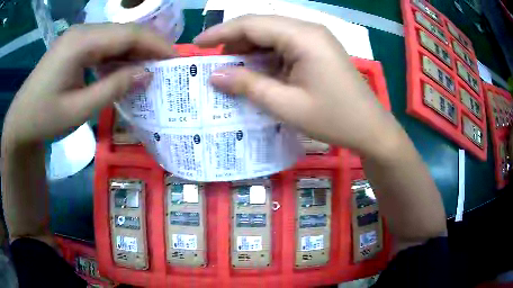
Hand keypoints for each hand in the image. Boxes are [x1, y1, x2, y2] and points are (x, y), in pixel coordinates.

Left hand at [1, 23, 173, 150]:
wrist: (21, 121)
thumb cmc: (44, 118)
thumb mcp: (79, 110)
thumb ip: (113, 88)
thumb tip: (147, 74)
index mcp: (81, 42)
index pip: (128, 34)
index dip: (156, 44)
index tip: (176, 59)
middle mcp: (82, 32)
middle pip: (124, 32)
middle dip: (149, 46)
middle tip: (167, 66)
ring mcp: (78, 37)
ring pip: (115, 37)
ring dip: (134, 51)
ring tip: (151, 68)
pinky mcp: (75, 46)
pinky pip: (103, 45)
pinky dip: (118, 55)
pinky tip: (124, 69)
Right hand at [194, 15, 402, 158]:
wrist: (370, 128)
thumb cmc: (333, 119)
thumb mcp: (286, 106)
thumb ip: (248, 86)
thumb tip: (214, 76)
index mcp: (302, 36)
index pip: (251, 24)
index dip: (220, 33)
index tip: (197, 45)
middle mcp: (308, 29)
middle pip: (261, 25)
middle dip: (234, 41)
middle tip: (214, 63)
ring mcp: (315, 38)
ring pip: (272, 35)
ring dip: (249, 49)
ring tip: (232, 69)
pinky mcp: (318, 49)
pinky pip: (284, 45)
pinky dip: (266, 56)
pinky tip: (257, 71)